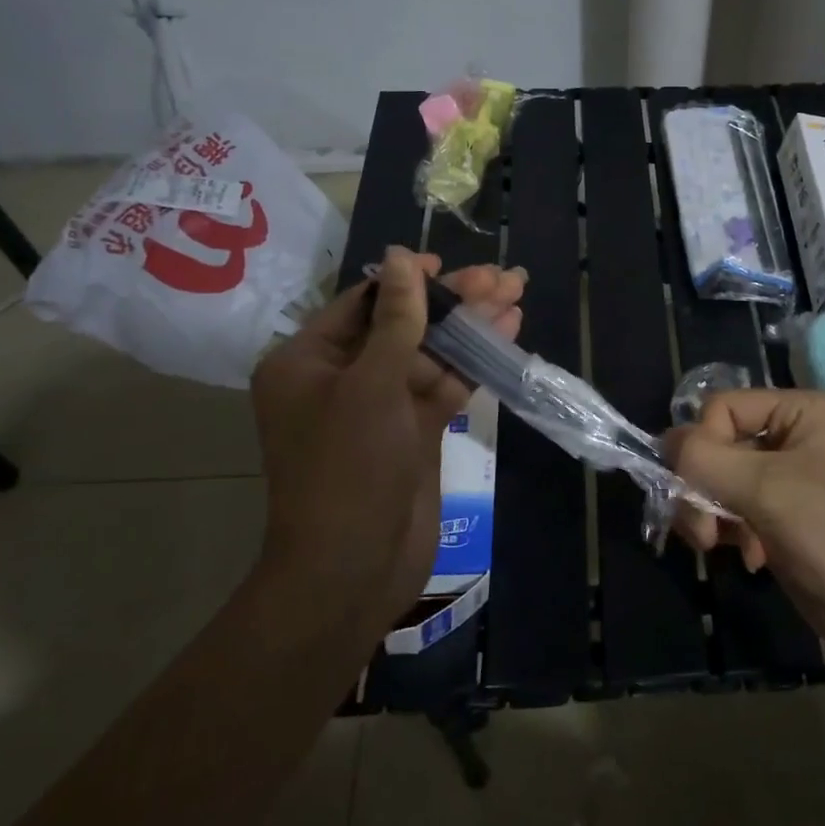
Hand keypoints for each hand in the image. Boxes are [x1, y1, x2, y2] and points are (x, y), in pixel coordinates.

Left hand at [251, 246, 524, 644]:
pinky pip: (443, 386)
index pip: (363, 304)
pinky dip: (472, 363)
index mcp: (307, 362)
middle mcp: (340, 379)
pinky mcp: (412, 433)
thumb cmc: (349, 467)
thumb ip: (396, 320)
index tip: (448, 264)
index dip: (408, 280)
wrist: (354, 568)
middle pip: (403, 325)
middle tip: (502, 276)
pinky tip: (506, 334)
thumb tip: (402, 257)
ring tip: (516, 292)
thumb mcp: (371, 384)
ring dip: (471, 328)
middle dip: (453, 302)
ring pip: (430, 355)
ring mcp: (380, 408)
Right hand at [664, 390, 824, 670]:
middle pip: (718, 446)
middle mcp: (792, 438)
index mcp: (800, 412)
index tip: (693, 487)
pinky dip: (730, 532)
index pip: (723, 407)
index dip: (702, 444)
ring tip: (717, 546)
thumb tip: (663, 442)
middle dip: (701, 488)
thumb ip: (706, 460)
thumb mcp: (767, 489)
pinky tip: (749, 559)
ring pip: (720, 482)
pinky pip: (735, 511)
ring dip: (710, 514)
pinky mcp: (782, 520)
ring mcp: (787, 482)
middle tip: (700, 531)